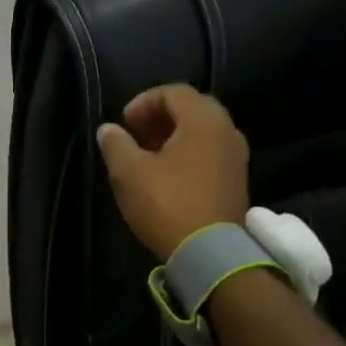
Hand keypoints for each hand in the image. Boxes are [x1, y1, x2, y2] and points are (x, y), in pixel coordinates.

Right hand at [95, 84, 251, 258]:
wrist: (211, 253)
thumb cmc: (167, 203)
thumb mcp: (129, 172)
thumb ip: (116, 144)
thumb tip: (109, 129)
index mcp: (203, 121)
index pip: (175, 92)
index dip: (145, 101)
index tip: (124, 122)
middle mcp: (226, 131)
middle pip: (193, 108)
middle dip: (161, 116)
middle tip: (136, 133)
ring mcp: (236, 157)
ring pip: (203, 132)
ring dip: (174, 135)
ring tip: (148, 154)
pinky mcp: (236, 180)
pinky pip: (211, 152)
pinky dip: (188, 152)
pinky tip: (167, 174)